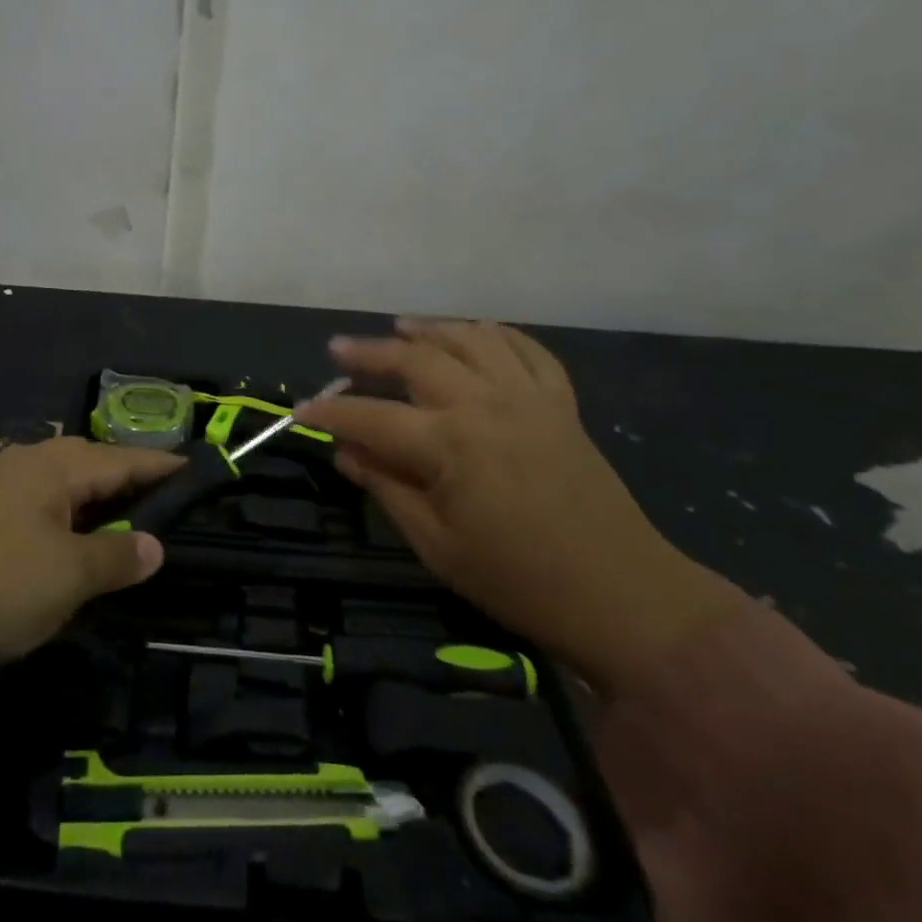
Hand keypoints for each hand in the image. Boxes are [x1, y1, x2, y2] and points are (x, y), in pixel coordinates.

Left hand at [0, 438, 180, 682]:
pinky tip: (61, 538)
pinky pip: (32, 500)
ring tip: (117, 520)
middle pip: (88, 461)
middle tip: (159, 500)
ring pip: (57, 481)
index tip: (194, 470)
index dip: (160, 466)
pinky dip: (60, 513)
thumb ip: (118, 556)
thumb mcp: (69, 577)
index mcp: (50, 466)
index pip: (121, 459)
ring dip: (90, 497)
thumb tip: (154, 546)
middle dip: (125, 478)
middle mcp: (21, 462)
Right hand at [297, 320, 741, 695]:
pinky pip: (527, 351)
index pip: (371, 418)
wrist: (621, 594)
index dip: (330, 414)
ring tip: (399, 327)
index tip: (300, 411)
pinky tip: (476, 333)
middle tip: (338, 350)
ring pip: (470, 339)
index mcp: (449, 444)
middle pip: (415, 360)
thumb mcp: (436, 545)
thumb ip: (387, 488)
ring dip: (429, 329)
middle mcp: (484, 404)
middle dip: (369, 353)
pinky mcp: (561, 403)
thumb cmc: (518, 580)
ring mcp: (528, 397)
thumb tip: (346, 453)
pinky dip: (497, 335)